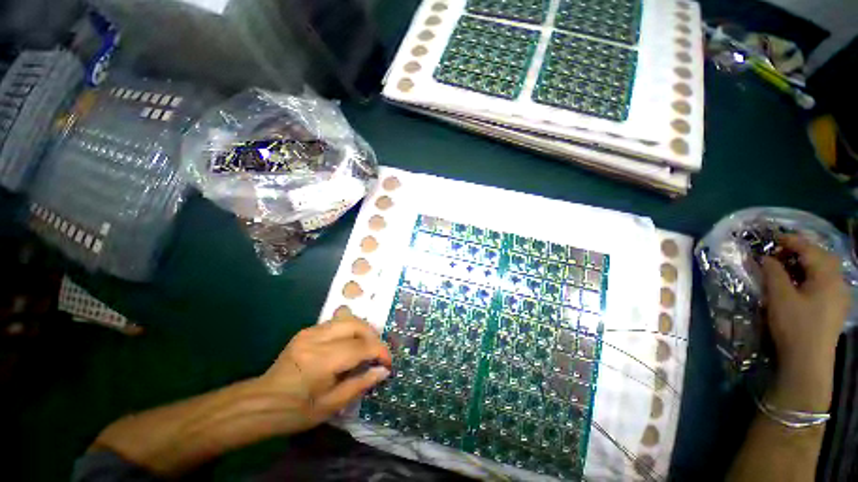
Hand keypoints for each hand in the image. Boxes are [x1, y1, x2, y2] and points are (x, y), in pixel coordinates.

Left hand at [257, 313, 391, 433]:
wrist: (260, 403)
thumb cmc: (295, 411)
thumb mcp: (331, 406)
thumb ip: (360, 384)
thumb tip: (383, 371)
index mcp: (322, 360)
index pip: (362, 347)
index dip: (380, 352)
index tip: (388, 363)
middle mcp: (317, 338)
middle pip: (357, 324)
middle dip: (374, 336)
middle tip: (378, 354)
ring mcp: (310, 331)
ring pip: (348, 319)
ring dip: (363, 331)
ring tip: (368, 348)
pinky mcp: (307, 330)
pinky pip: (337, 323)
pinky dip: (350, 331)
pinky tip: (351, 345)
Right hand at [761, 234, 850, 409]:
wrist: (808, 361)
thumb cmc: (794, 326)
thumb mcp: (779, 297)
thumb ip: (773, 273)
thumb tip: (766, 257)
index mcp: (827, 277)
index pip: (810, 250)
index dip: (791, 241)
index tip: (772, 238)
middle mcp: (838, 282)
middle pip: (822, 257)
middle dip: (802, 250)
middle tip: (780, 251)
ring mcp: (840, 296)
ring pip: (825, 270)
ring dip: (807, 263)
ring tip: (788, 265)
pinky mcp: (835, 307)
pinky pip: (826, 282)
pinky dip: (812, 276)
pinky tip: (801, 283)